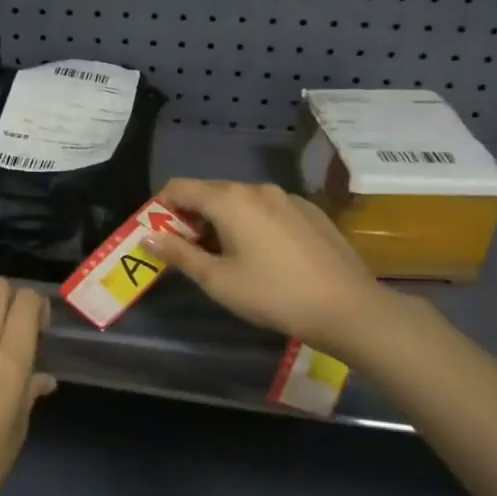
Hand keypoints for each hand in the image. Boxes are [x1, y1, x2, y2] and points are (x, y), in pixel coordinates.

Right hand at [144, 179, 403, 354]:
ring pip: (241, 200)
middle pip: (210, 192)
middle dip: (192, 216)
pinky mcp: (309, 211)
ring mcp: (287, 197)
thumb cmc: (274, 295)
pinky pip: (268, 208)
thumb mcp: (219, 280)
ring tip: (227, 256)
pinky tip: (265, 256)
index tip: (158, 234)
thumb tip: (147, 237)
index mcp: (230, 200)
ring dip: (223, 220)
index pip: (179, 187)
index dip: (161, 207)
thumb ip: (180, 254)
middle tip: (189, 251)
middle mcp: (257, 188)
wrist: (349, 308)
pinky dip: (253, 223)